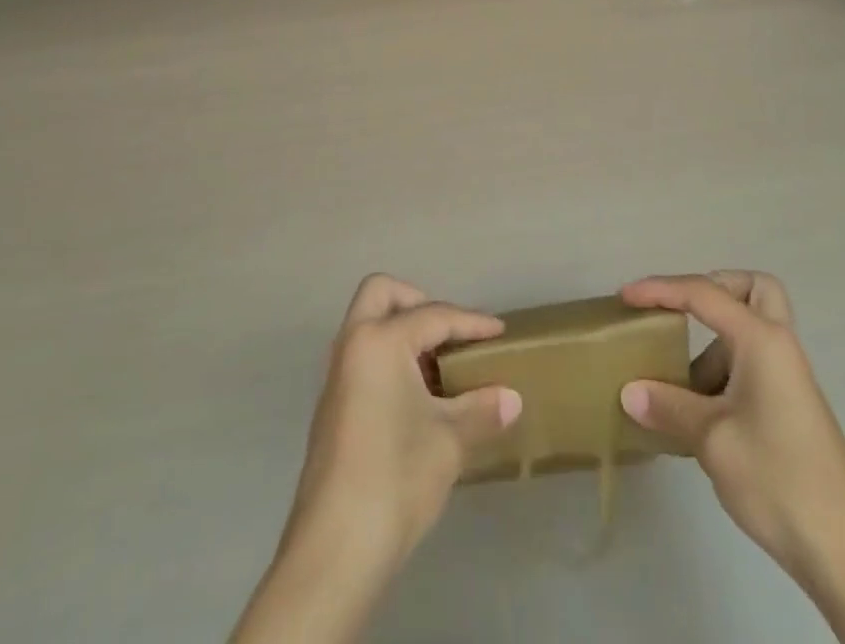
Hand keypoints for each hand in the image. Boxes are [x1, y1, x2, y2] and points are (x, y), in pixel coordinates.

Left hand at [232, 275, 521, 643]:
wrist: (335, 550)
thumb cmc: (395, 478)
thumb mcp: (449, 441)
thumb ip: (481, 409)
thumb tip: (512, 398)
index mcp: (379, 340)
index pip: (433, 315)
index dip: (471, 322)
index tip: (500, 330)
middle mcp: (352, 345)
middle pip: (382, 294)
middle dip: (418, 302)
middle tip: (450, 334)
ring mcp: (337, 375)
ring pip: (368, 325)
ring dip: (403, 332)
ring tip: (441, 367)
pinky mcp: (332, 405)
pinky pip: (364, 356)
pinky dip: (390, 358)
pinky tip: (418, 397)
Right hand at [617, 271, 844, 582]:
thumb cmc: (778, 479)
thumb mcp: (711, 440)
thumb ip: (668, 407)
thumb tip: (629, 392)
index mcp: (762, 340)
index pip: (703, 293)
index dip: (660, 290)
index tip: (624, 297)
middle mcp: (780, 347)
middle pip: (753, 290)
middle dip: (715, 289)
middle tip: (681, 313)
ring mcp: (789, 379)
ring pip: (750, 332)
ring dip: (714, 344)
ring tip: (677, 384)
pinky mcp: (791, 409)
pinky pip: (753, 366)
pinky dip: (725, 374)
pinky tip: (699, 415)